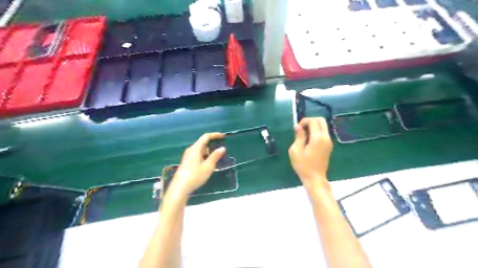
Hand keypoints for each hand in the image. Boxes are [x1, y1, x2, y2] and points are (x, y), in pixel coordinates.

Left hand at [169, 132, 225, 196]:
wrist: (180, 187)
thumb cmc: (195, 176)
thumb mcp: (208, 166)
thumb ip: (215, 156)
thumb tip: (222, 148)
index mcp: (196, 148)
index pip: (206, 137)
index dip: (215, 135)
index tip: (223, 136)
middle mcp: (191, 149)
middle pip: (203, 142)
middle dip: (212, 144)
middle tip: (221, 149)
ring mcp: (188, 155)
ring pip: (200, 149)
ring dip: (209, 151)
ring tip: (216, 157)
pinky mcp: (187, 161)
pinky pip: (197, 154)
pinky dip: (204, 155)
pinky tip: (208, 163)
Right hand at [290, 117, 333, 190]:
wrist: (315, 178)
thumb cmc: (303, 165)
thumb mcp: (296, 150)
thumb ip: (298, 136)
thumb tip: (298, 126)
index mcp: (317, 138)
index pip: (313, 121)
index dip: (304, 121)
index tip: (297, 129)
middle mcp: (326, 137)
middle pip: (321, 120)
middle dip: (310, 121)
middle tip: (301, 129)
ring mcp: (329, 141)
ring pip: (323, 126)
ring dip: (314, 126)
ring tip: (304, 135)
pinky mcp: (329, 146)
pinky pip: (324, 133)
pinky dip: (316, 131)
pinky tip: (309, 140)